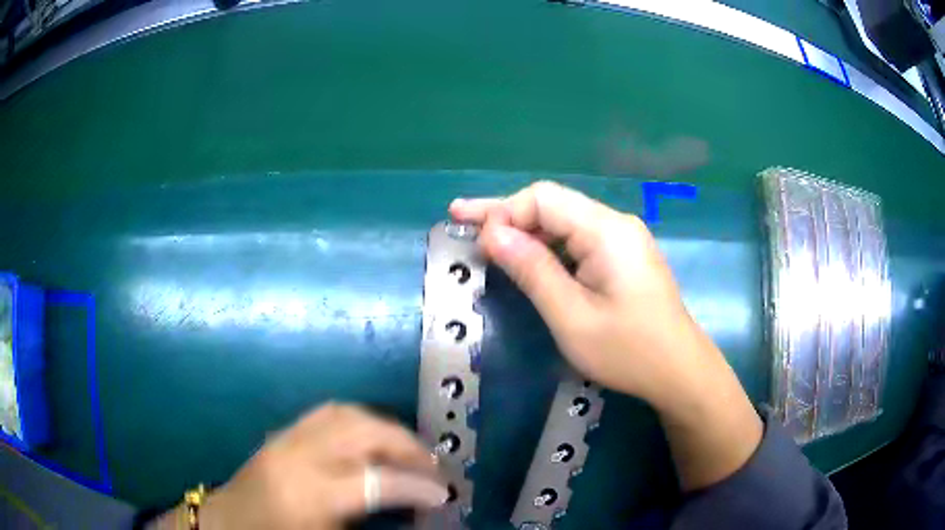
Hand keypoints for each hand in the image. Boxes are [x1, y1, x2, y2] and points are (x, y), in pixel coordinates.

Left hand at [154, 403, 446, 529]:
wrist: (226, 525)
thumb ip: (373, 524)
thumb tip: (417, 514)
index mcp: (309, 495)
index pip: (377, 481)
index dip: (418, 486)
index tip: (446, 495)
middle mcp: (297, 456)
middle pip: (364, 433)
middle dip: (407, 447)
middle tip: (433, 467)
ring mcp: (285, 438)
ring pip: (347, 414)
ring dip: (386, 429)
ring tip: (408, 451)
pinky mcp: (280, 433)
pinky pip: (328, 413)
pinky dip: (360, 421)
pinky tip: (372, 439)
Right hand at [450, 181, 761, 490]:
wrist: (680, 372)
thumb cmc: (628, 351)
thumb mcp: (571, 317)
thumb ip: (532, 270)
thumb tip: (491, 233)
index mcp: (607, 231)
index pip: (543, 199)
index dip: (502, 211)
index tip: (471, 235)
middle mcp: (616, 224)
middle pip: (553, 205)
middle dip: (506, 215)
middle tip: (461, 222)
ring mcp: (623, 240)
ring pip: (564, 222)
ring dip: (525, 231)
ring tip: (485, 242)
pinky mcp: (624, 257)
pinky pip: (578, 240)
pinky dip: (547, 247)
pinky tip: (527, 258)